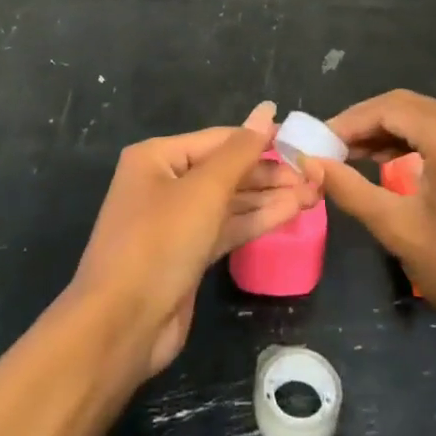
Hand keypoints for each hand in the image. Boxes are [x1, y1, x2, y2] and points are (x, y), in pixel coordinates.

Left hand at [71, 102, 322, 377]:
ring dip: (269, 198)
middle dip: (269, 173)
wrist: (121, 326)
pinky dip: (256, 221)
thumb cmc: (160, 242)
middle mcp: (164, 183)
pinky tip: (291, 213)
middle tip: (314, 175)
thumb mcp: (204, 190)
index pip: (219, 140)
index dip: (260, 139)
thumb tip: (267, 109)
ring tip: (313, 194)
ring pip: (230, 201)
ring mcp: (175, 221)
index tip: (302, 142)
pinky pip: (226, 227)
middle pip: (226, 170)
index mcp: (157, 157)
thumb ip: (241, 151)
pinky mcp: (187, 254)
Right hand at [311, 90, 435, 351]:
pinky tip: (385, 162)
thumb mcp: (398, 228)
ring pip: (422, 118)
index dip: (347, 122)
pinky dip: (410, 142)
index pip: (386, 107)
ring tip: (347, 157)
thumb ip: (350, 189)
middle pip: (404, 106)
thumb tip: (310, 163)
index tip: (314, 142)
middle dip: (363, 125)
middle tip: (327, 150)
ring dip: (385, 133)